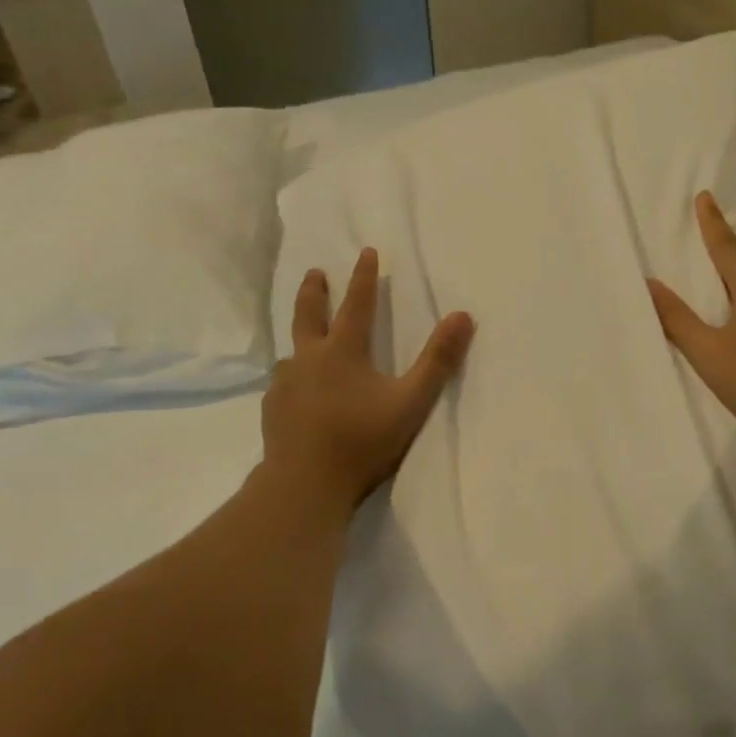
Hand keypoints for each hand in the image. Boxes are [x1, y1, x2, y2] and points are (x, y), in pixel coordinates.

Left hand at [262, 249, 474, 516]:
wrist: (304, 485)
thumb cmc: (362, 441)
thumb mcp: (411, 401)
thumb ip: (438, 360)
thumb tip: (463, 316)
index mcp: (343, 351)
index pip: (357, 303)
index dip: (364, 277)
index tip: (367, 252)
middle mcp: (309, 359)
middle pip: (309, 314)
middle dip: (314, 290)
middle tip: (315, 273)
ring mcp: (286, 384)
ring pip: (292, 350)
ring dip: (301, 336)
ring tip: (307, 339)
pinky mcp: (273, 409)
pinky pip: (283, 383)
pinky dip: (294, 375)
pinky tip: (297, 390)